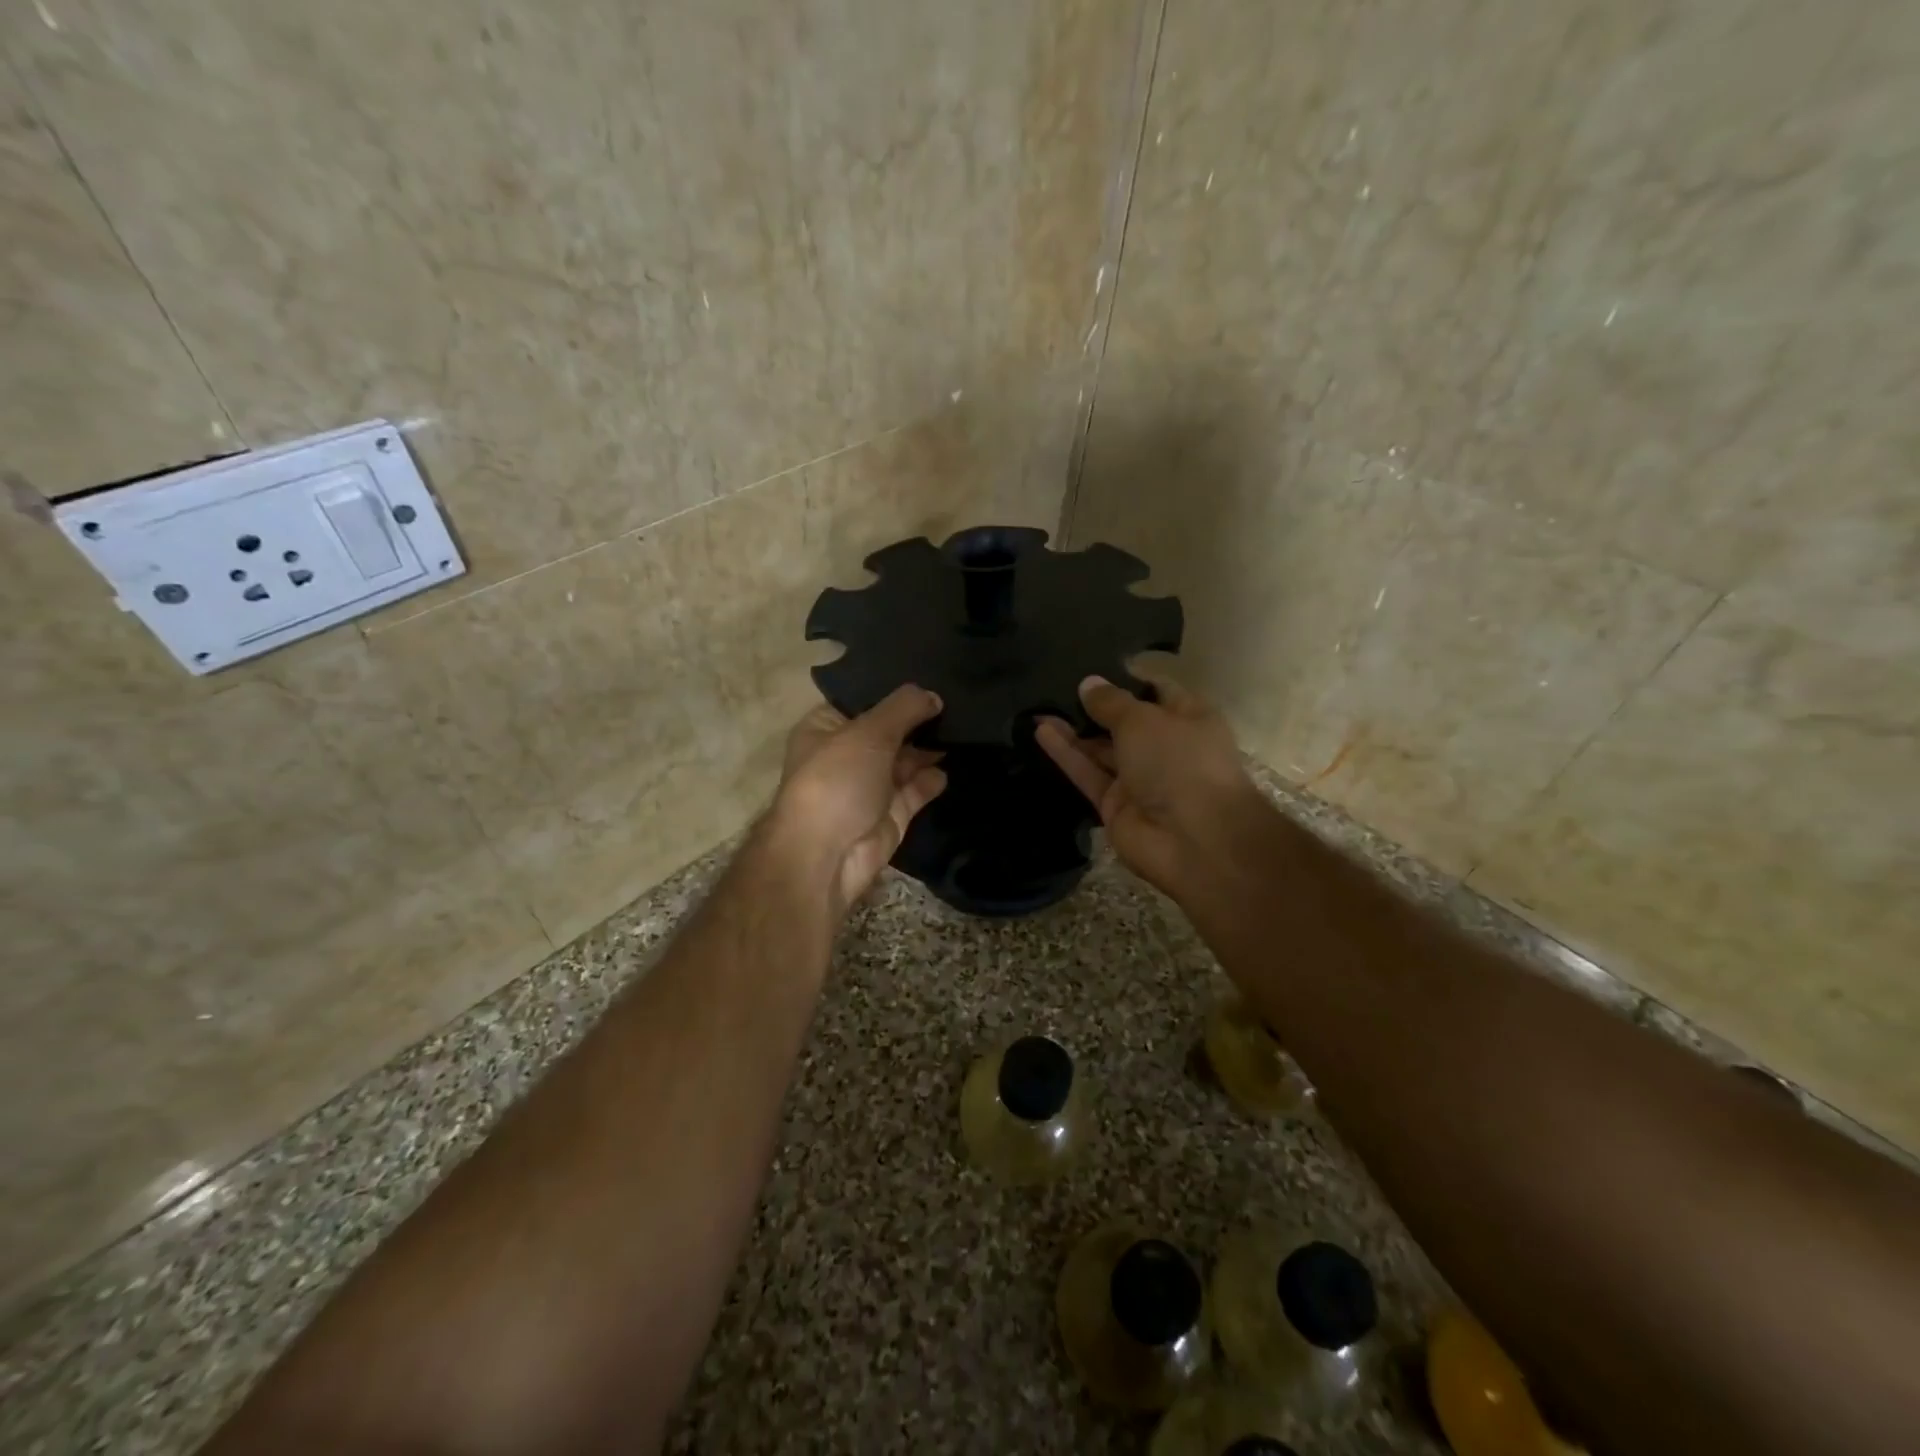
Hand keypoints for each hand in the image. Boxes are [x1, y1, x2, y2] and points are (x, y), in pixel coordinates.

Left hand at [768, 685, 948, 915]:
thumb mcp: (869, 732)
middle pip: (889, 729)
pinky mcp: (890, 814)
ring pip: (905, 760)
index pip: (863, 699)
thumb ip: (904, 708)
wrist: (827, 857)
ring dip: (930, 747)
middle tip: (959, 698)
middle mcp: (846, 754)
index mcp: (825, 728)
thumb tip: (933, 696)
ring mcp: (869, 786)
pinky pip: (916, 789)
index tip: (931, 676)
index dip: (894, 689)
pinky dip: (933, 778)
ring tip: (965, 726)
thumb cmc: (838, 780)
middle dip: (919, 718)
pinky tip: (953, 762)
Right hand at [1037, 672, 1261, 902]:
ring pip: (1101, 750)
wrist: (1194, 840)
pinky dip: (1066, 754)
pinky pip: (1088, 774)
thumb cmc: (1180, 762)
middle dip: (1094, 706)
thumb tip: (1088, 684)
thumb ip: (1111, 703)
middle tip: (1056, 685)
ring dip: (1073, 730)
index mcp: (1188, 719)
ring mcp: (1139, 779)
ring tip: (1040, 706)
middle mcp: (1165, 748)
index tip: (1094, 666)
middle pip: (1125, 723)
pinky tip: (1041, 731)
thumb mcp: (1144, 719)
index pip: (1156, 691)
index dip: (1127, 678)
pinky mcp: (1114, 806)